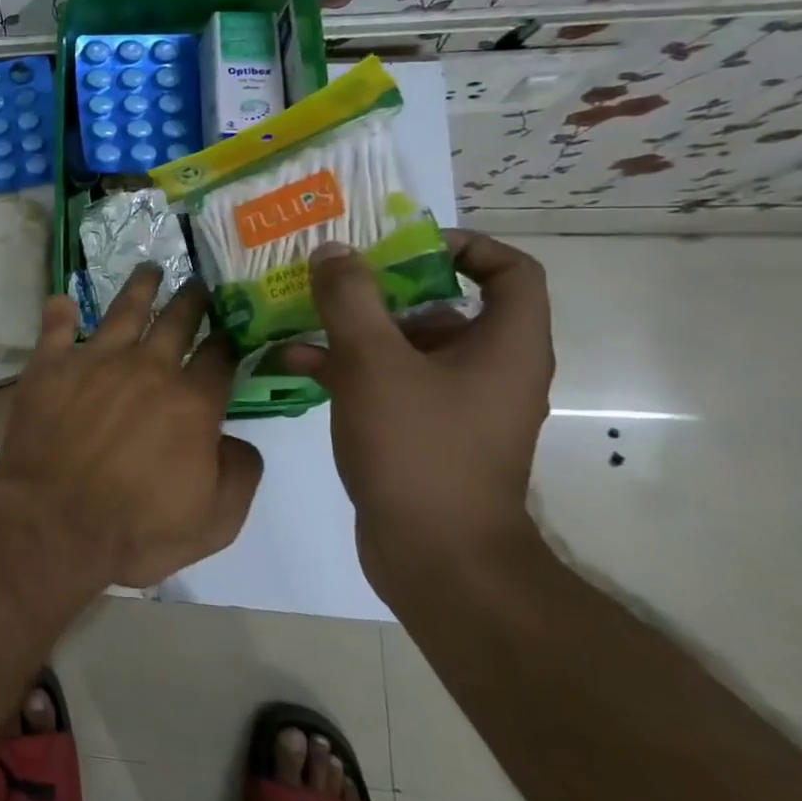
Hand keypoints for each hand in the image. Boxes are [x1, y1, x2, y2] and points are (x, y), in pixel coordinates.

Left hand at [0, 265, 263, 588]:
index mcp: (192, 402)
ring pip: (123, 311)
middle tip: (198, 282)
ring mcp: (94, 361)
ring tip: (149, 268)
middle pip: (177, 321)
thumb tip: (236, 439)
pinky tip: (62, 300)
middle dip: (193, 299)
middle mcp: (147, 368)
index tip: (234, 326)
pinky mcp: (49, 367)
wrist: (52, 522)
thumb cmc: (136, 529)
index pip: (220, 356)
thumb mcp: (215, 521)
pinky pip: (55, 328)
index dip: (231, 338)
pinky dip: (60, 312)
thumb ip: (240, 473)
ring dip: (140, 287)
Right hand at [277, 232, 553, 595]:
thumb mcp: (374, 363)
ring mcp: (452, 404)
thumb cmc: (417, 447)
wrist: (434, 555)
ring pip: (404, 347)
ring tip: (296, 317)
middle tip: (331, 277)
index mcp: (502, 345)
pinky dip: (345, 369)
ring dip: (351, 330)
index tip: (402, 246)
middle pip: (443, 306)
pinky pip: (385, 383)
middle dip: (382, 289)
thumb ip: (350, 301)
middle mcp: (486, 369)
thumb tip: (333, 250)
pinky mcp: (421, 432)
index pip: (510, 271)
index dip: (464, 246)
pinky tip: (291, 364)